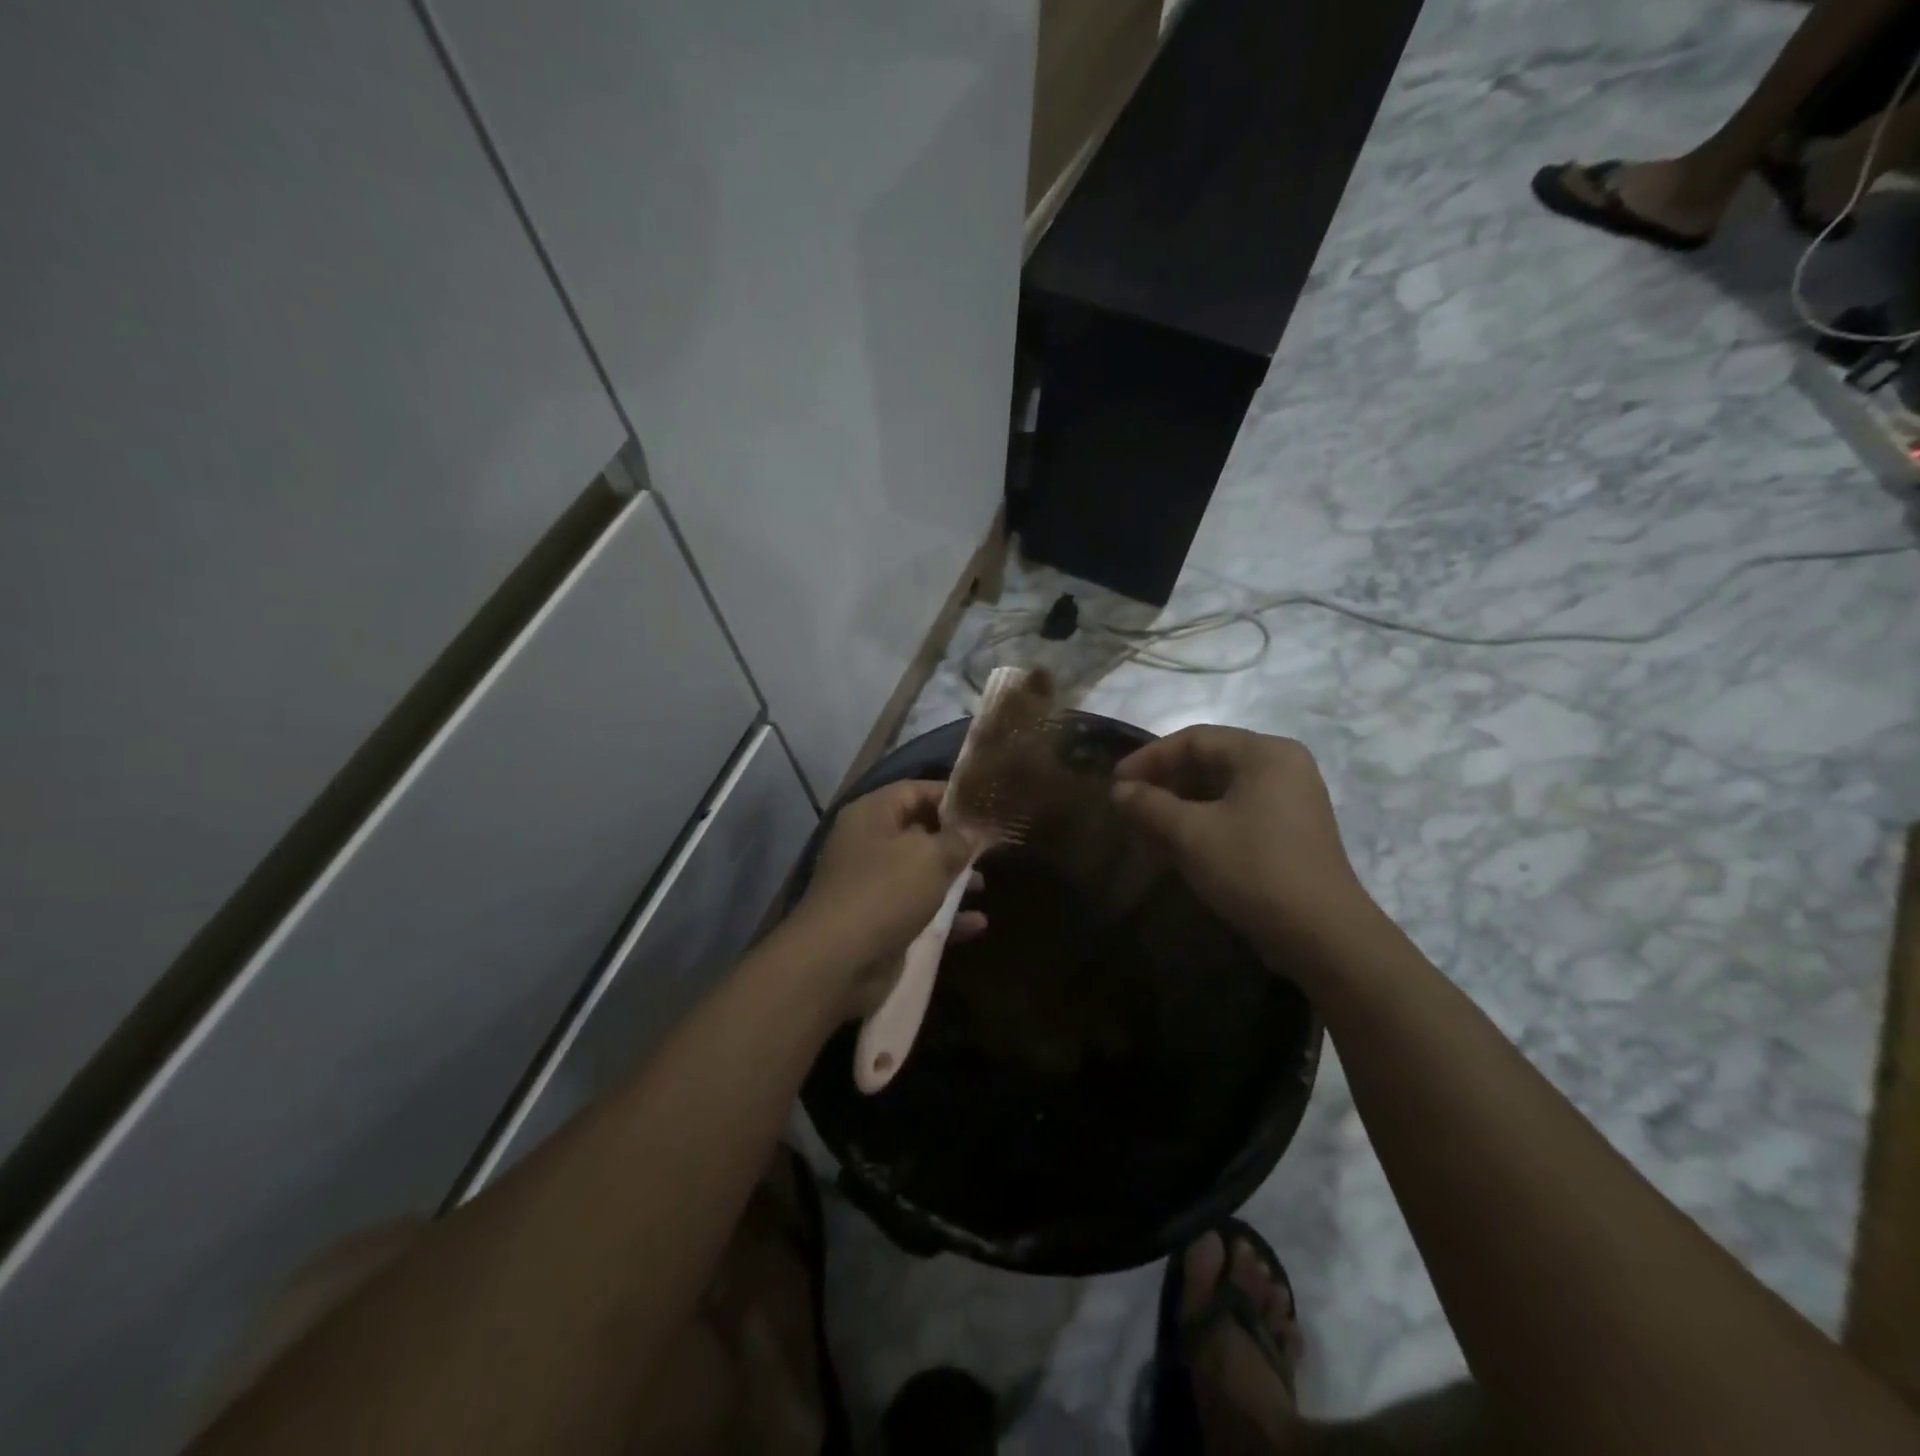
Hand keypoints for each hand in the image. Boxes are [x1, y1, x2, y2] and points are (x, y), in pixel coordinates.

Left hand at [787, 780, 985, 1013]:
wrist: (837, 963)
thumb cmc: (885, 892)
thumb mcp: (930, 856)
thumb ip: (957, 839)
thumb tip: (974, 831)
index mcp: (872, 815)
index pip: (915, 790)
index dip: (951, 795)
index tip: (986, 806)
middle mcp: (869, 844)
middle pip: (919, 831)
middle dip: (955, 840)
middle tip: (991, 847)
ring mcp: (872, 885)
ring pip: (920, 873)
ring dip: (952, 879)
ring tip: (982, 885)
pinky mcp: (880, 922)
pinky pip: (919, 911)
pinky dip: (946, 915)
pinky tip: (977, 923)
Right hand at [1112, 727, 1375, 960]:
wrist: (1321, 934)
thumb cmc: (1253, 868)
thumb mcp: (1191, 834)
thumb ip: (1149, 805)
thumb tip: (1120, 790)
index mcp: (1264, 753)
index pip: (1195, 739)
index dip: (1149, 758)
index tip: (1116, 782)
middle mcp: (1283, 766)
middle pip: (1210, 761)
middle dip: (1164, 782)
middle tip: (1129, 805)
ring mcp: (1291, 800)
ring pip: (1221, 790)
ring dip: (1180, 805)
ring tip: (1146, 827)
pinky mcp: (1291, 831)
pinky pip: (1237, 812)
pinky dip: (1203, 822)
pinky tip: (1176, 845)